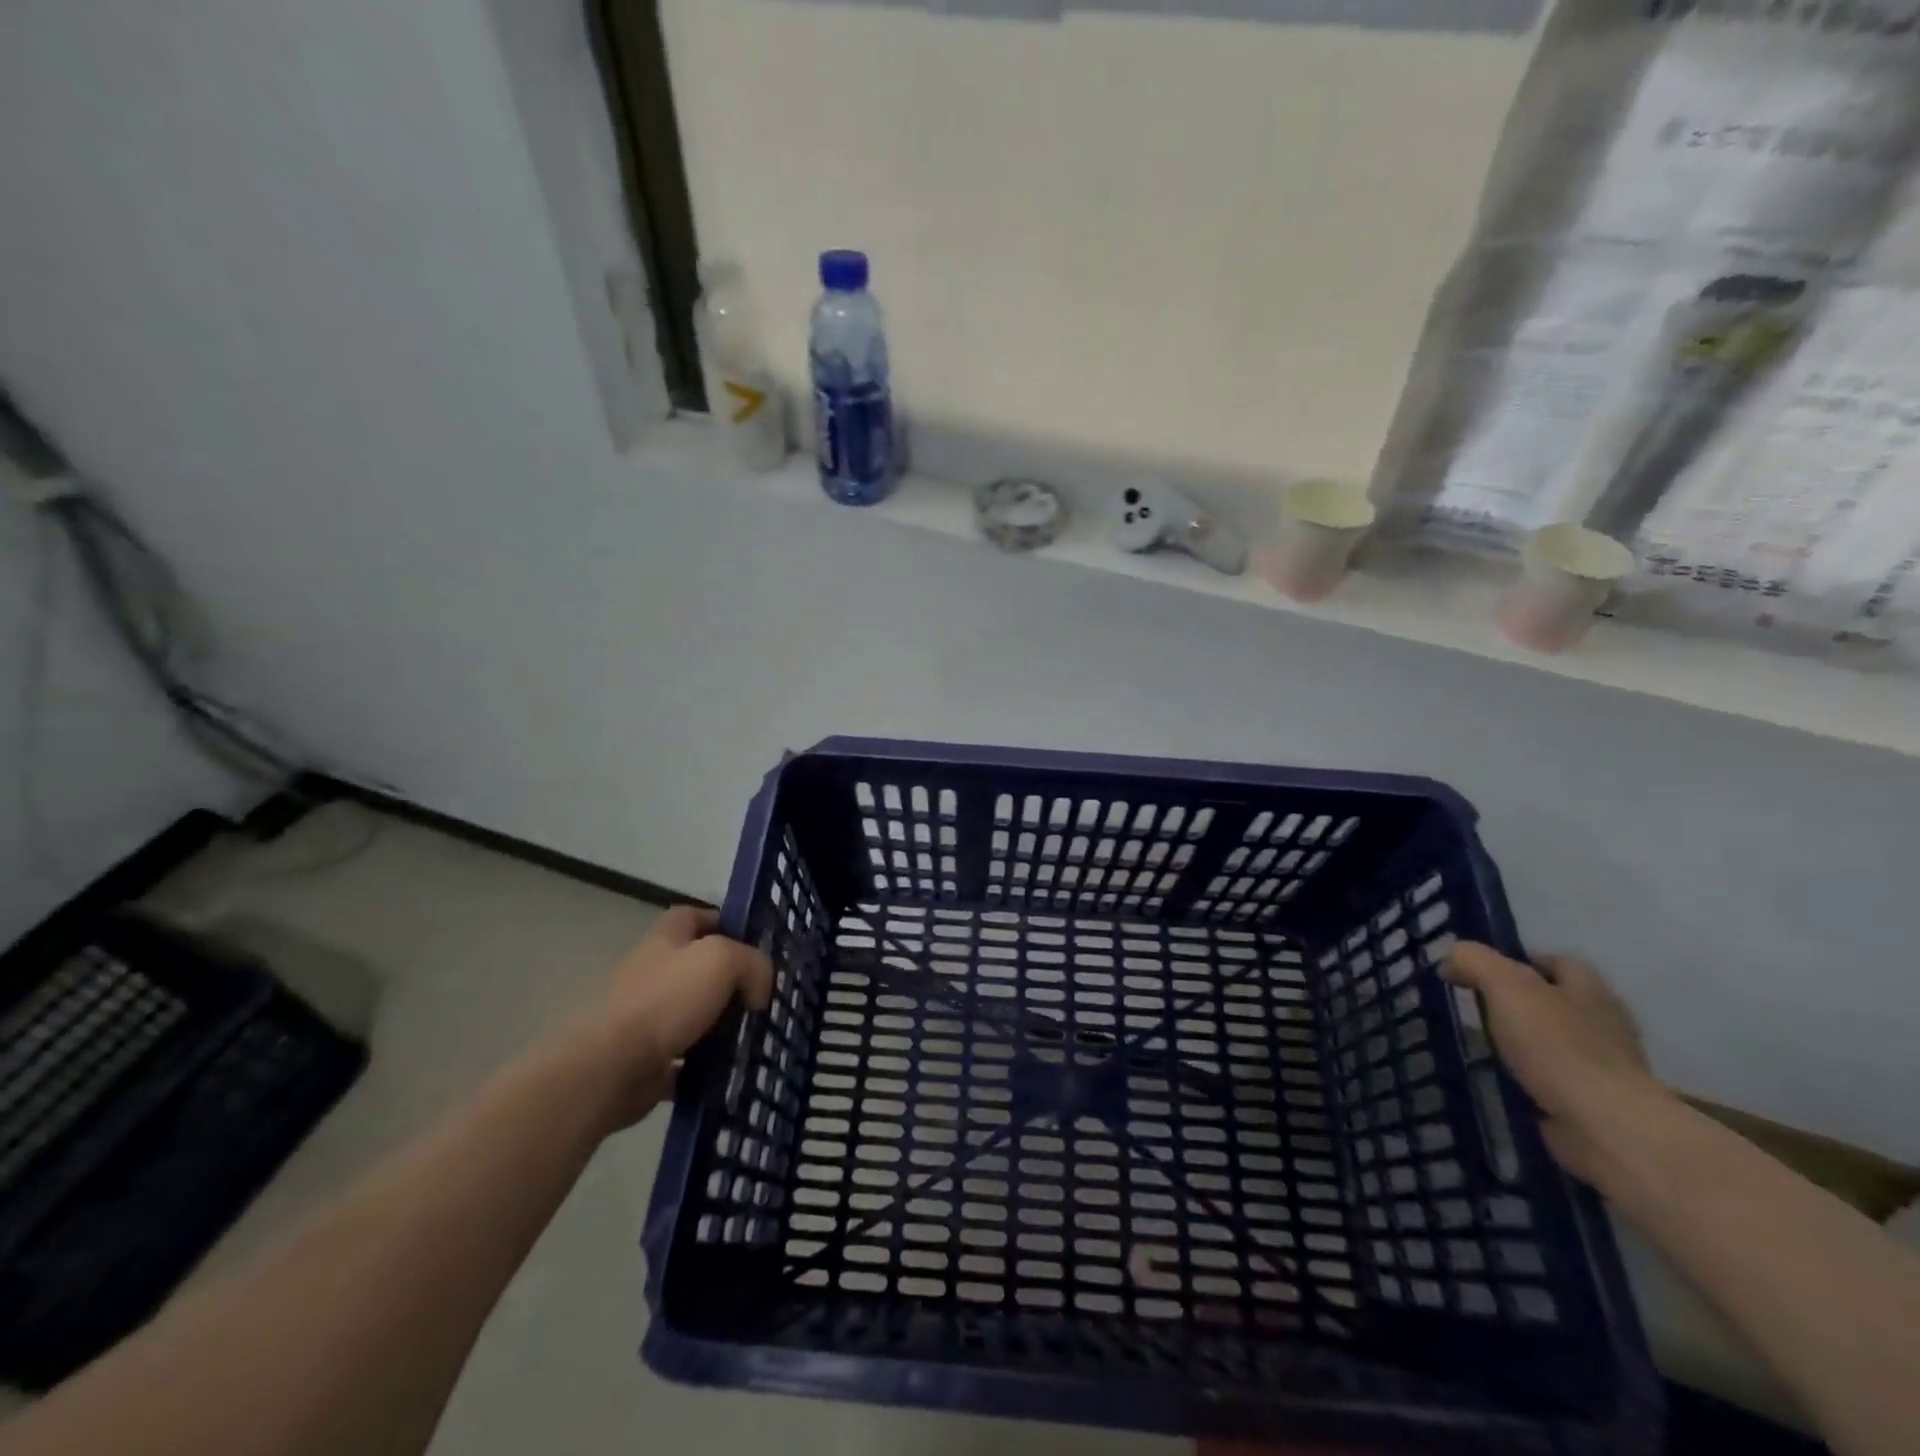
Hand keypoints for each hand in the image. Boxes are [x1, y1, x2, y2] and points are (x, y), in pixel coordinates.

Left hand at [563, 906, 772, 1133]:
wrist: (606, 1067)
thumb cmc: (664, 1000)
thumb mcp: (722, 960)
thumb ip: (752, 964)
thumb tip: (757, 990)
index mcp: (666, 938)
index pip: (695, 916)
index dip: (724, 922)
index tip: (755, 944)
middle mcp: (653, 972)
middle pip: (698, 967)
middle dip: (731, 980)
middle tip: (764, 995)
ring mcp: (646, 1017)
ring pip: (694, 1013)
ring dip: (721, 1024)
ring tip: (755, 1035)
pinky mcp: (645, 1059)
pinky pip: (685, 1058)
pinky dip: (705, 1064)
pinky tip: (730, 1069)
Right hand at [1444, 943, 1669, 1183]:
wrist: (1605, 1125)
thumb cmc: (1557, 1045)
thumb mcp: (1505, 985)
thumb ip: (1474, 961)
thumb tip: (1451, 958)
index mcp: (1589, 989)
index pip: (1556, 961)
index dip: (1518, 960)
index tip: (1479, 971)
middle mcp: (1604, 1022)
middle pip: (1556, 1001)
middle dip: (1519, 1003)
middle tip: (1475, 1007)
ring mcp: (1605, 1066)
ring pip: (1554, 1041)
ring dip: (1522, 1043)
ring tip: (1480, 1046)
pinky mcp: (1596, 1103)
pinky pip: (1553, 1079)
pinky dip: (1529, 1077)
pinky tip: (1500, 1080)